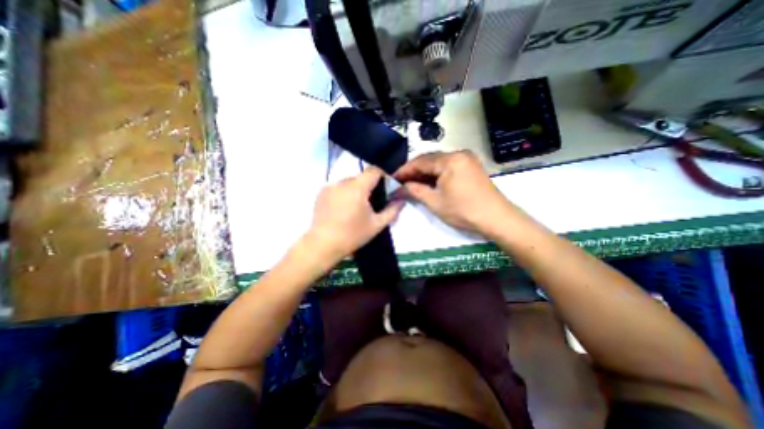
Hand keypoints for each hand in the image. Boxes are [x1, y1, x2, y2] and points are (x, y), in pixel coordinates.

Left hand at [305, 166, 404, 261]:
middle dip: (369, 186)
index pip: (374, 170)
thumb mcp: (377, 225)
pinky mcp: (321, 193)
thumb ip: (392, 210)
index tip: (386, 188)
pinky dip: (344, 193)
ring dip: (356, 190)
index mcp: (358, 187)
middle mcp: (342, 182)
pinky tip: (343, 209)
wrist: (323, 245)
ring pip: (349, 182)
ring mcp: (329, 187)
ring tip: (356, 207)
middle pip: (361, 177)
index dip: (383, 176)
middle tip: (372, 202)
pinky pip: (338, 188)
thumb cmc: (353, 235)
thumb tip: (402, 200)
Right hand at [393, 150, 512, 236]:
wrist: (496, 218)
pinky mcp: (471, 166)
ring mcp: (467, 159)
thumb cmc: (463, 211)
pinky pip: (448, 166)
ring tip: (413, 183)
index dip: (405, 170)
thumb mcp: (435, 202)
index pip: (420, 161)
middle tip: (402, 182)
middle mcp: (458, 154)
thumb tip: (401, 187)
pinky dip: (437, 174)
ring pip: (439, 163)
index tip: (393, 178)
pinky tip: (429, 182)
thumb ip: (415, 191)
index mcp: (449, 160)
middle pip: (430, 159)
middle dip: (414, 171)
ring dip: (425, 172)